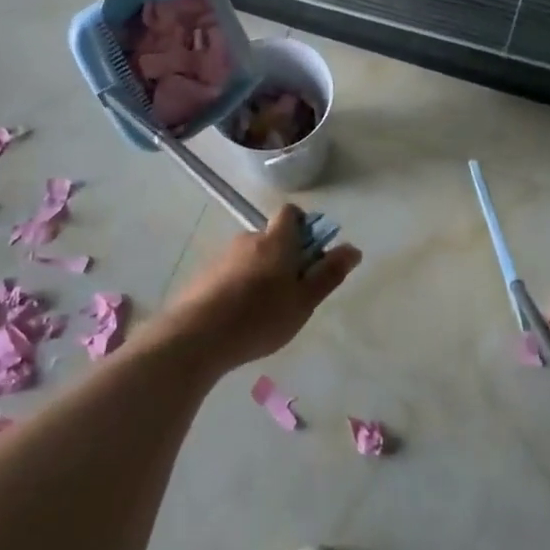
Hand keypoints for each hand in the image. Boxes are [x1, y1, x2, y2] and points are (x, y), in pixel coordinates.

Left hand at [163, 205, 361, 370]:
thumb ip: (329, 274)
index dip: (303, 226)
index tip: (310, 254)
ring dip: (261, 275)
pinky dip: (239, 288)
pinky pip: (230, 274)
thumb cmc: (260, 316)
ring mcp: (222, 256)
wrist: (196, 336)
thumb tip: (353, 248)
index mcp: (275, 240)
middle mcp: (248, 239)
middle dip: (283, 258)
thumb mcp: (304, 301)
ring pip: (250, 258)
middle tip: (292, 294)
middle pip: (271, 238)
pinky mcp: (204, 276)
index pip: (290, 213)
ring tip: (264, 313)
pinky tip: (239, 318)